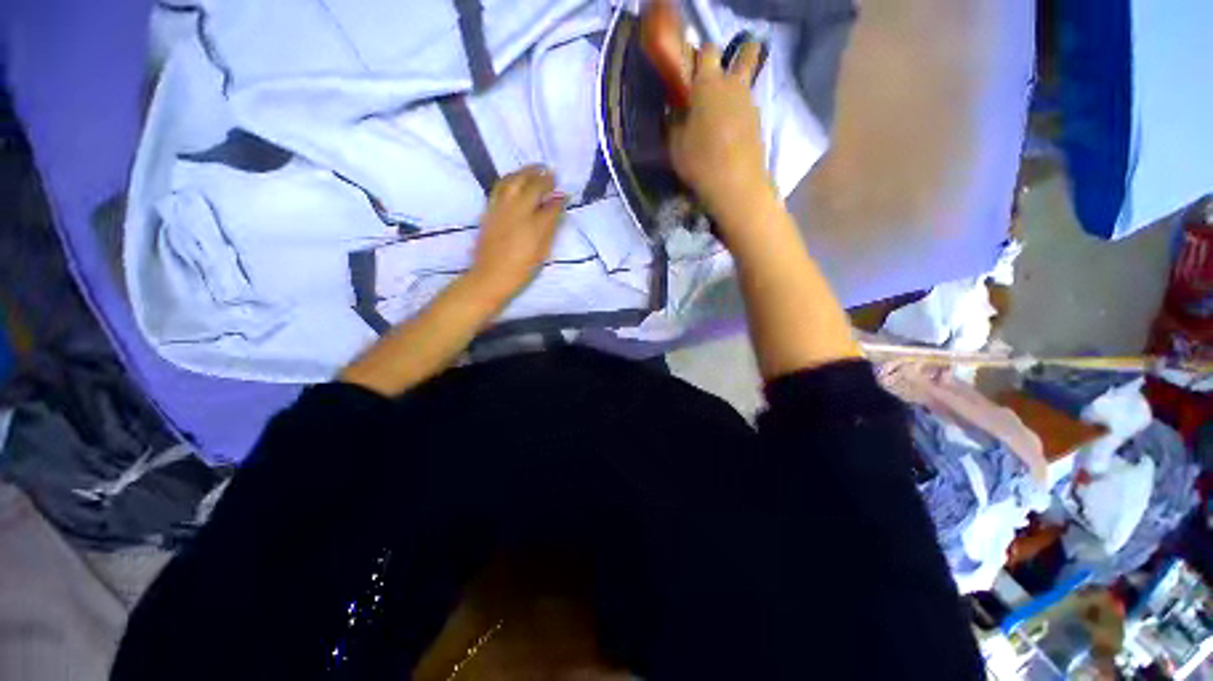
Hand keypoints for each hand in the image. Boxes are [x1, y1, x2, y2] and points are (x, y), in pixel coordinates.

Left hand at [469, 166, 566, 303]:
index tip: (564, 195)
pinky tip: (516, 178)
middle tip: (552, 175)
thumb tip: (557, 209)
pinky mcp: (489, 209)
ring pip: (514, 180)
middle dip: (544, 179)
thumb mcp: (542, 252)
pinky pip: (500, 186)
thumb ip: (550, 228)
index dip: (559, 199)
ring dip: (526, 172)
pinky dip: (511, 178)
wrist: (491, 275)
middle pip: (532, 186)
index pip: (551, 205)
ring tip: (536, 169)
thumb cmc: (521, 269)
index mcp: (534, 225)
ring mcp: (501, 207)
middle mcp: (518, 211)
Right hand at [668, 42, 773, 227]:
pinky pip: (747, 107)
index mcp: (708, 84)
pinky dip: (738, 113)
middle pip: (745, 53)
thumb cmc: (700, 161)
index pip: (707, 51)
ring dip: (734, 91)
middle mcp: (733, 85)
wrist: (736, 184)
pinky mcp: (758, 122)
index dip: (699, 56)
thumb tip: (675, 109)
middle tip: (718, 80)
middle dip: (736, 56)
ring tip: (718, 116)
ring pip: (745, 83)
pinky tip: (728, 134)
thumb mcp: (675, 144)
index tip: (690, 72)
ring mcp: (750, 103)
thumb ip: (674, 121)